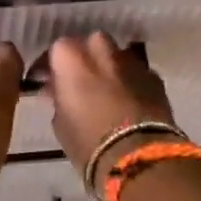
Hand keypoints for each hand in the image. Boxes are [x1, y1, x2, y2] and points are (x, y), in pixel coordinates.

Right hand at [42, 32, 180, 176]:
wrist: (138, 157)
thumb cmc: (87, 142)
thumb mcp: (60, 122)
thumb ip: (58, 98)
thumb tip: (58, 90)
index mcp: (72, 59)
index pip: (56, 49)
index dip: (51, 66)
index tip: (46, 81)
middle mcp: (102, 51)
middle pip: (89, 44)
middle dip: (83, 59)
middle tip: (77, 82)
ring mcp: (131, 62)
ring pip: (115, 55)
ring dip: (107, 68)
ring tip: (104, 91)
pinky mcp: (154, 78)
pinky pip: (136, 73)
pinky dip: (129, 82)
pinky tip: (127, 101)